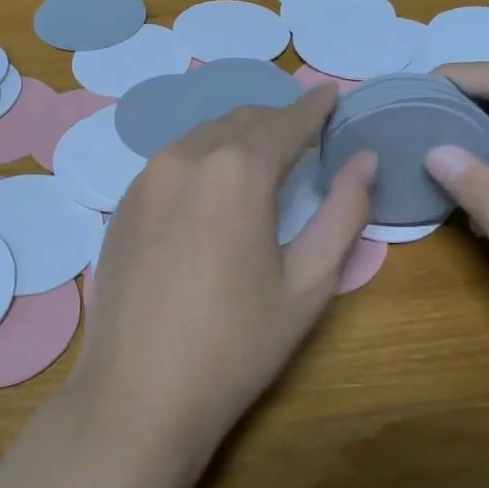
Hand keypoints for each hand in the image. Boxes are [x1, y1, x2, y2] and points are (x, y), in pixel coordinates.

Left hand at [73, 84, 375, 450]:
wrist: (138, 392)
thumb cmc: (235, 344)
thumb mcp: (308, 283)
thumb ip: (344, 212)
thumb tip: (365, 159)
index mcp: (237, 170)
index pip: (287, 121)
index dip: (315, 107)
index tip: (333, 96)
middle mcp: (185, 157)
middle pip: (242, 120)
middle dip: (278, 120)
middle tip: (306, 135)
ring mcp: (145, 178)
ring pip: (202, 136)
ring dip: (238, 138)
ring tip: (264, 158)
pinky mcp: (122, 203)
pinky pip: (172, 162)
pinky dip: (203, 159)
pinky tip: (213, 190)